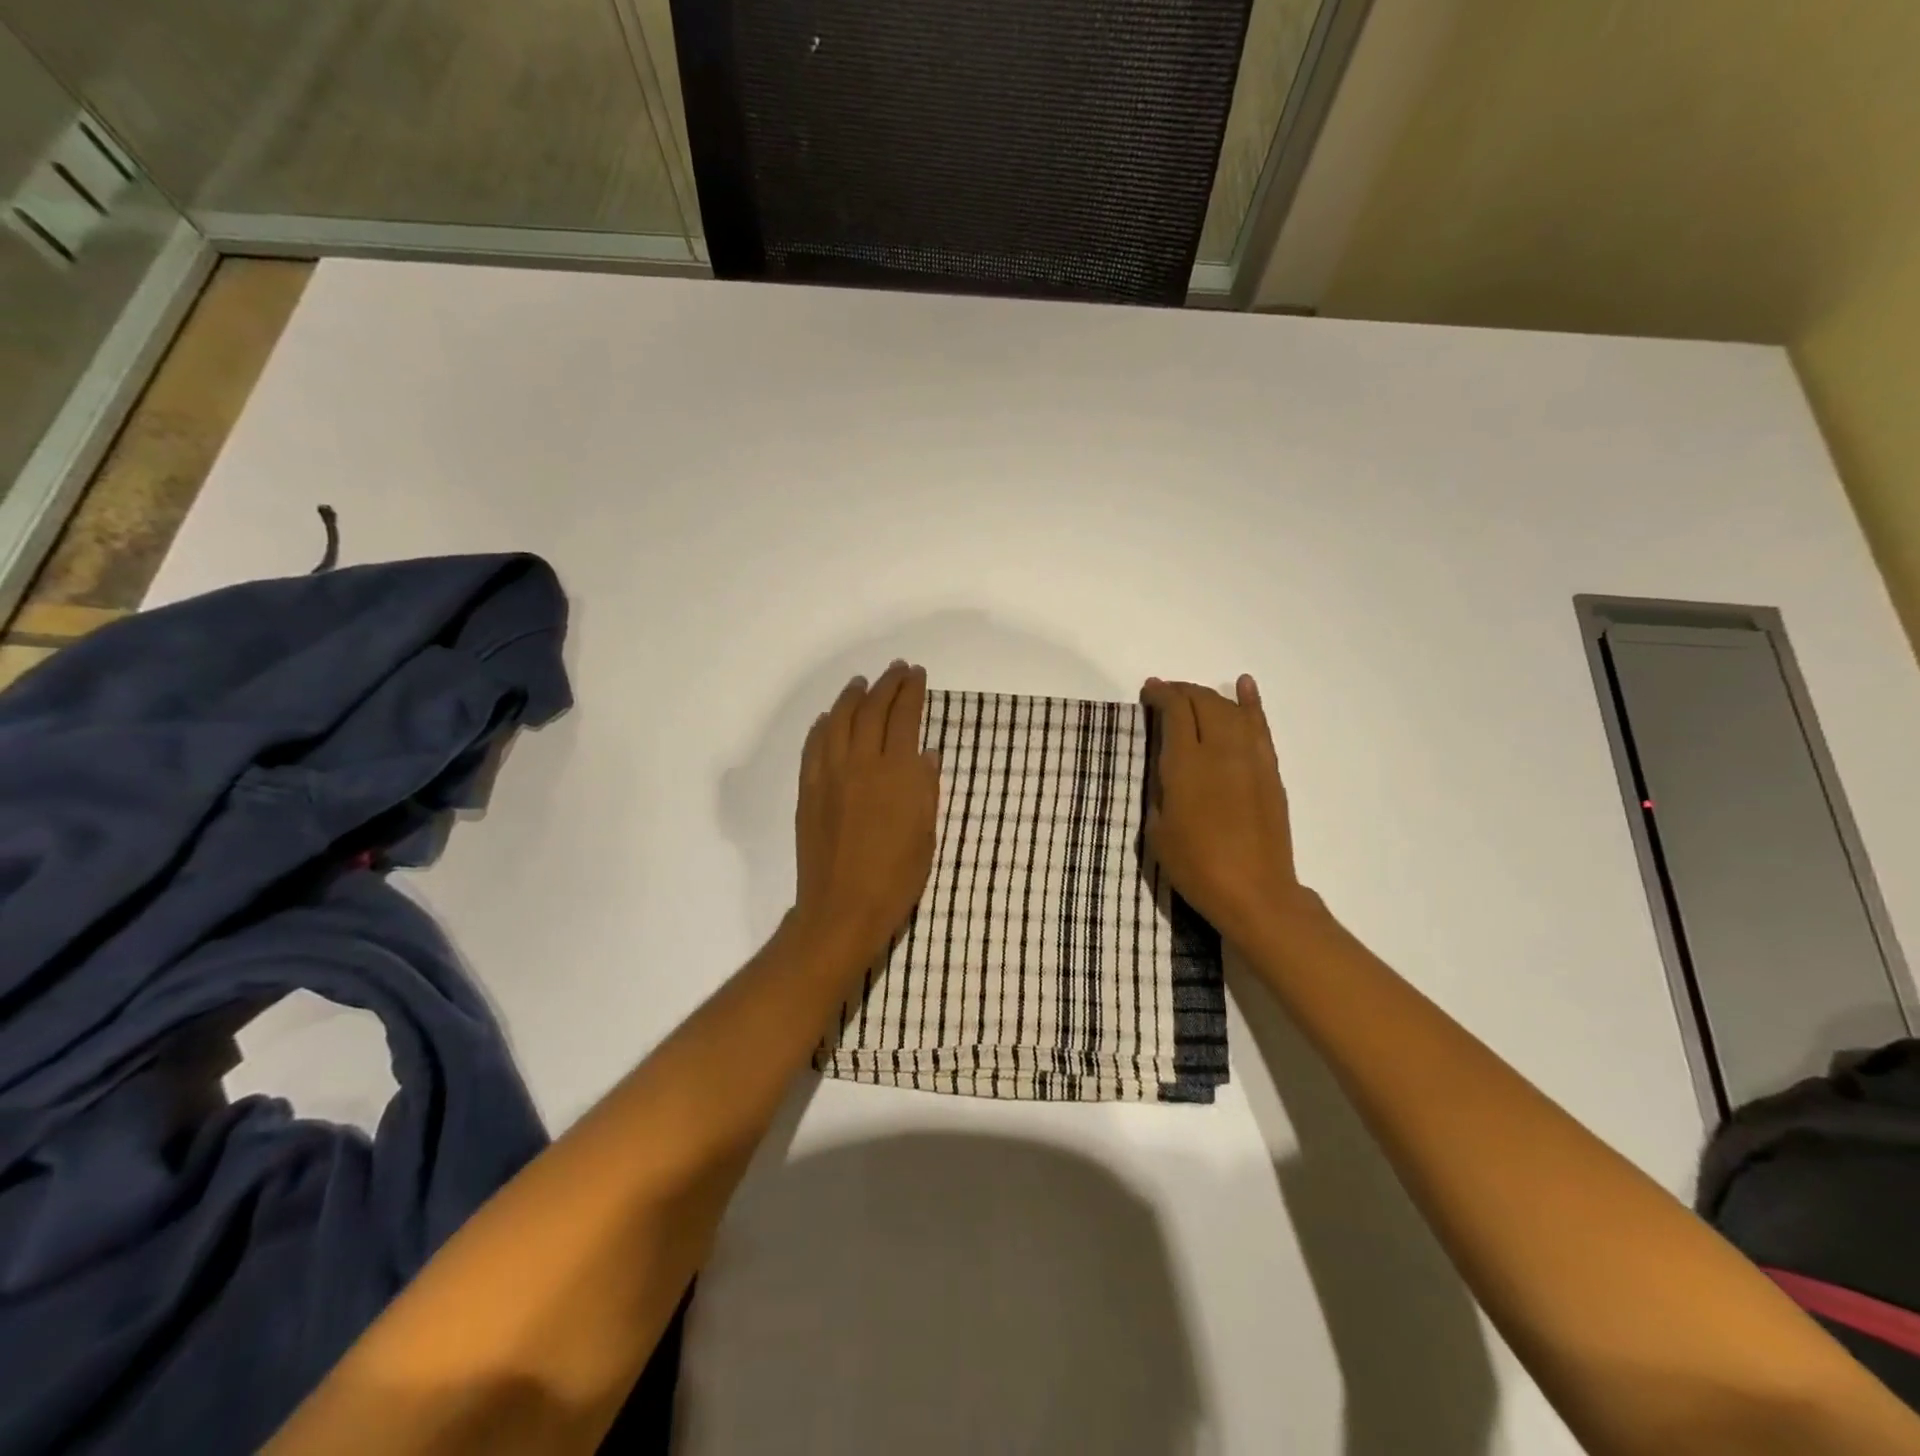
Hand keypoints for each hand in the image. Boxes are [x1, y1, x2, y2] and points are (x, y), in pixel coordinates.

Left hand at [791, 660, 941, 971]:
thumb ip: (926, 790)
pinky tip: (827, 719)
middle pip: (871, 711)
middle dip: (886, 685)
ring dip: (851, 697)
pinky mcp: (807, 791)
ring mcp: (829, 775)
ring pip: (837, 721)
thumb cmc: (896, 879)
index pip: (904, 718)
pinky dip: (822, 727)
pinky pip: (813, 747)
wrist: (842, 909)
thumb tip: (925, 755)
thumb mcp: (926, 835)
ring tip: (861, 683)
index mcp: (897, 774)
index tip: (917, 675)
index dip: (911, 692)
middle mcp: (861, 764)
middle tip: (896, 670)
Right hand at [1141, 675, 1301, 950]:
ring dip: (1210, 696)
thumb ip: (1159, 792)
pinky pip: (1260, 727)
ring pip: (1230, 710)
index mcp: (1186, 765)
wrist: (1255, 893)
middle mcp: (1220, 751)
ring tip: (1195, 695)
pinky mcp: (1270, 771)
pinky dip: (1251, 703)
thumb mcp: (1157, 831)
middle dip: (1182, 691)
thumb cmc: (1196, 867)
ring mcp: (1251, 759)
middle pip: (1203, 703)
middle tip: (1167, 694)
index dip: (1161, 694)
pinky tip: (1243, 686)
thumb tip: (1166, 770)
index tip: (1149, 691)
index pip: (1175, 712)